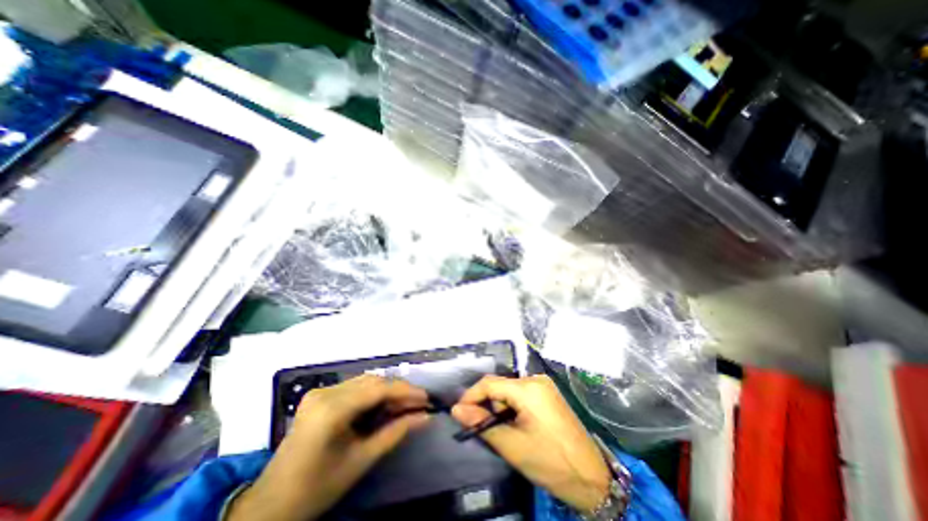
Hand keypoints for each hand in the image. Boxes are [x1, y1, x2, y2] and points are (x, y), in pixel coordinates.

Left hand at [226, 375, 428, 520]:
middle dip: (398, 390)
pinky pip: (354, 388)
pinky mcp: (319, 396)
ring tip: (404, 405)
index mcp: (332, 409)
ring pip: (365, 381)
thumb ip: (395, 432)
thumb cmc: (317, 487)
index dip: (406, 391)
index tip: (426, 399)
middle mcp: (325, 392)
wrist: (270, 505)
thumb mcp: (361, 460)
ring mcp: (320, 392)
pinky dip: (372, 395)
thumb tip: (425, 417)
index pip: (378, 389)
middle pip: (373, 381)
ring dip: (387, 391)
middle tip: (418, 404)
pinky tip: (383, 406)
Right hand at [449, 374, 609, 512]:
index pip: (490, 383)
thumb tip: (457, 410)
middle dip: (489, 405)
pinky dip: (512, 408)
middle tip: (487, 429)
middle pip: (500, 386)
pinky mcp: (547, 394)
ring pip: (509, 390)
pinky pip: (521, 394)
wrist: (592, 477)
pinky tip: (517, 425)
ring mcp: (544, 385)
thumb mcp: (512, 446)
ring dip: (501, 408)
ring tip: (505, 432)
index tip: (459, 413)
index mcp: (528, 388)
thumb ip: (482, 424)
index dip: (471, 396)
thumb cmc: (551, 462)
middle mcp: (536, 379)